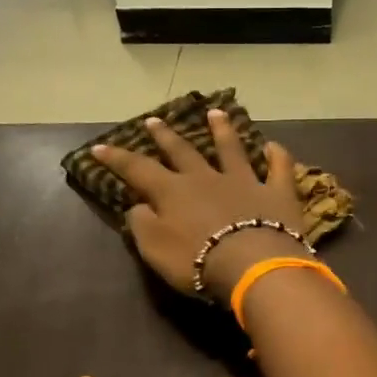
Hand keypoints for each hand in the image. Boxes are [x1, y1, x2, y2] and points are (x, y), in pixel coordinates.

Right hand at [92, 110, 306, 301]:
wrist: (252, 264)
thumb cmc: (197, 261)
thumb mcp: (155, 249)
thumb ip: (142, 225)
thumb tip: (137, 207)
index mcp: (173, 192)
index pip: (138, 169)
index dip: (117, 158)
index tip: (98, 146)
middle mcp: (206, 178)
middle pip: (182, 151)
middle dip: (165, 136)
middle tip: (153, 120)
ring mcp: (244, 181)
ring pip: (231, 149)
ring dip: (222, 130)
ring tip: (216, 112)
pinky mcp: (276, 193)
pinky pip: (278, 168)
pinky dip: (277, 156)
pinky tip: (274, 146)